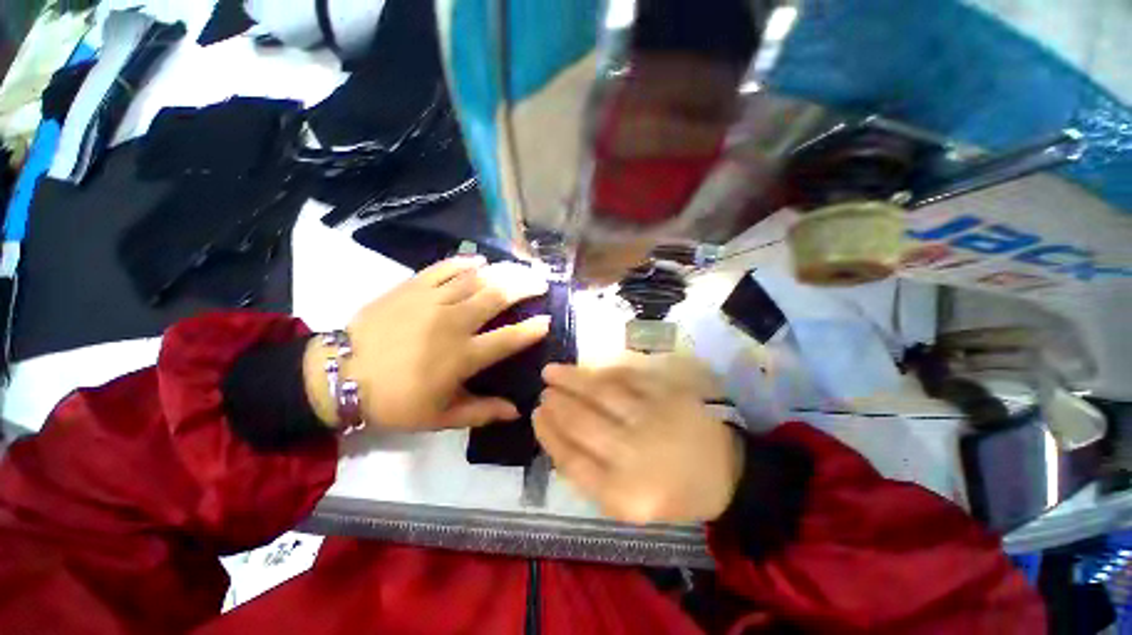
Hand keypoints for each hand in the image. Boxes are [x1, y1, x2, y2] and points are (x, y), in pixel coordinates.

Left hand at [304, 257, 550, 429]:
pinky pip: (445, 267)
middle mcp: (453, 323)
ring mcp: (432, 300)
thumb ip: (482, 412)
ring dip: (504, 271)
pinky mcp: (412, 286)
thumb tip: (517, 411)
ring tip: (520, 267)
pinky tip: (480, 260)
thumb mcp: (440, 417)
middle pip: (498, 297)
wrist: (339, 375)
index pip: (509, 339)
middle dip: (525, 287)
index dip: (532, 329)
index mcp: (462, 356)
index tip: (547, 321)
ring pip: (476, 278)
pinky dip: (465, 261)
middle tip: (541, 282)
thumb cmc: (395, 400)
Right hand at [533, 364, 744, 524]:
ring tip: (551, 371)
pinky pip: (625, 377)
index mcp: (623, 494)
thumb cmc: (671, 493)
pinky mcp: (665, 394)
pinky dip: (601, 370)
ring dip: (570, 379)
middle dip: (555, 404)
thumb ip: (591, 476)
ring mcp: (651, 418)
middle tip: (543, 392)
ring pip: (599, 393)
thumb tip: (558, 439)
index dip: (548, 433)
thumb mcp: (627, 504)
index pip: (570, 459)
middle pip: (581, 422)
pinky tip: (587, 368)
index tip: (536, 415)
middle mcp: (634, 455)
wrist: (725, 472)